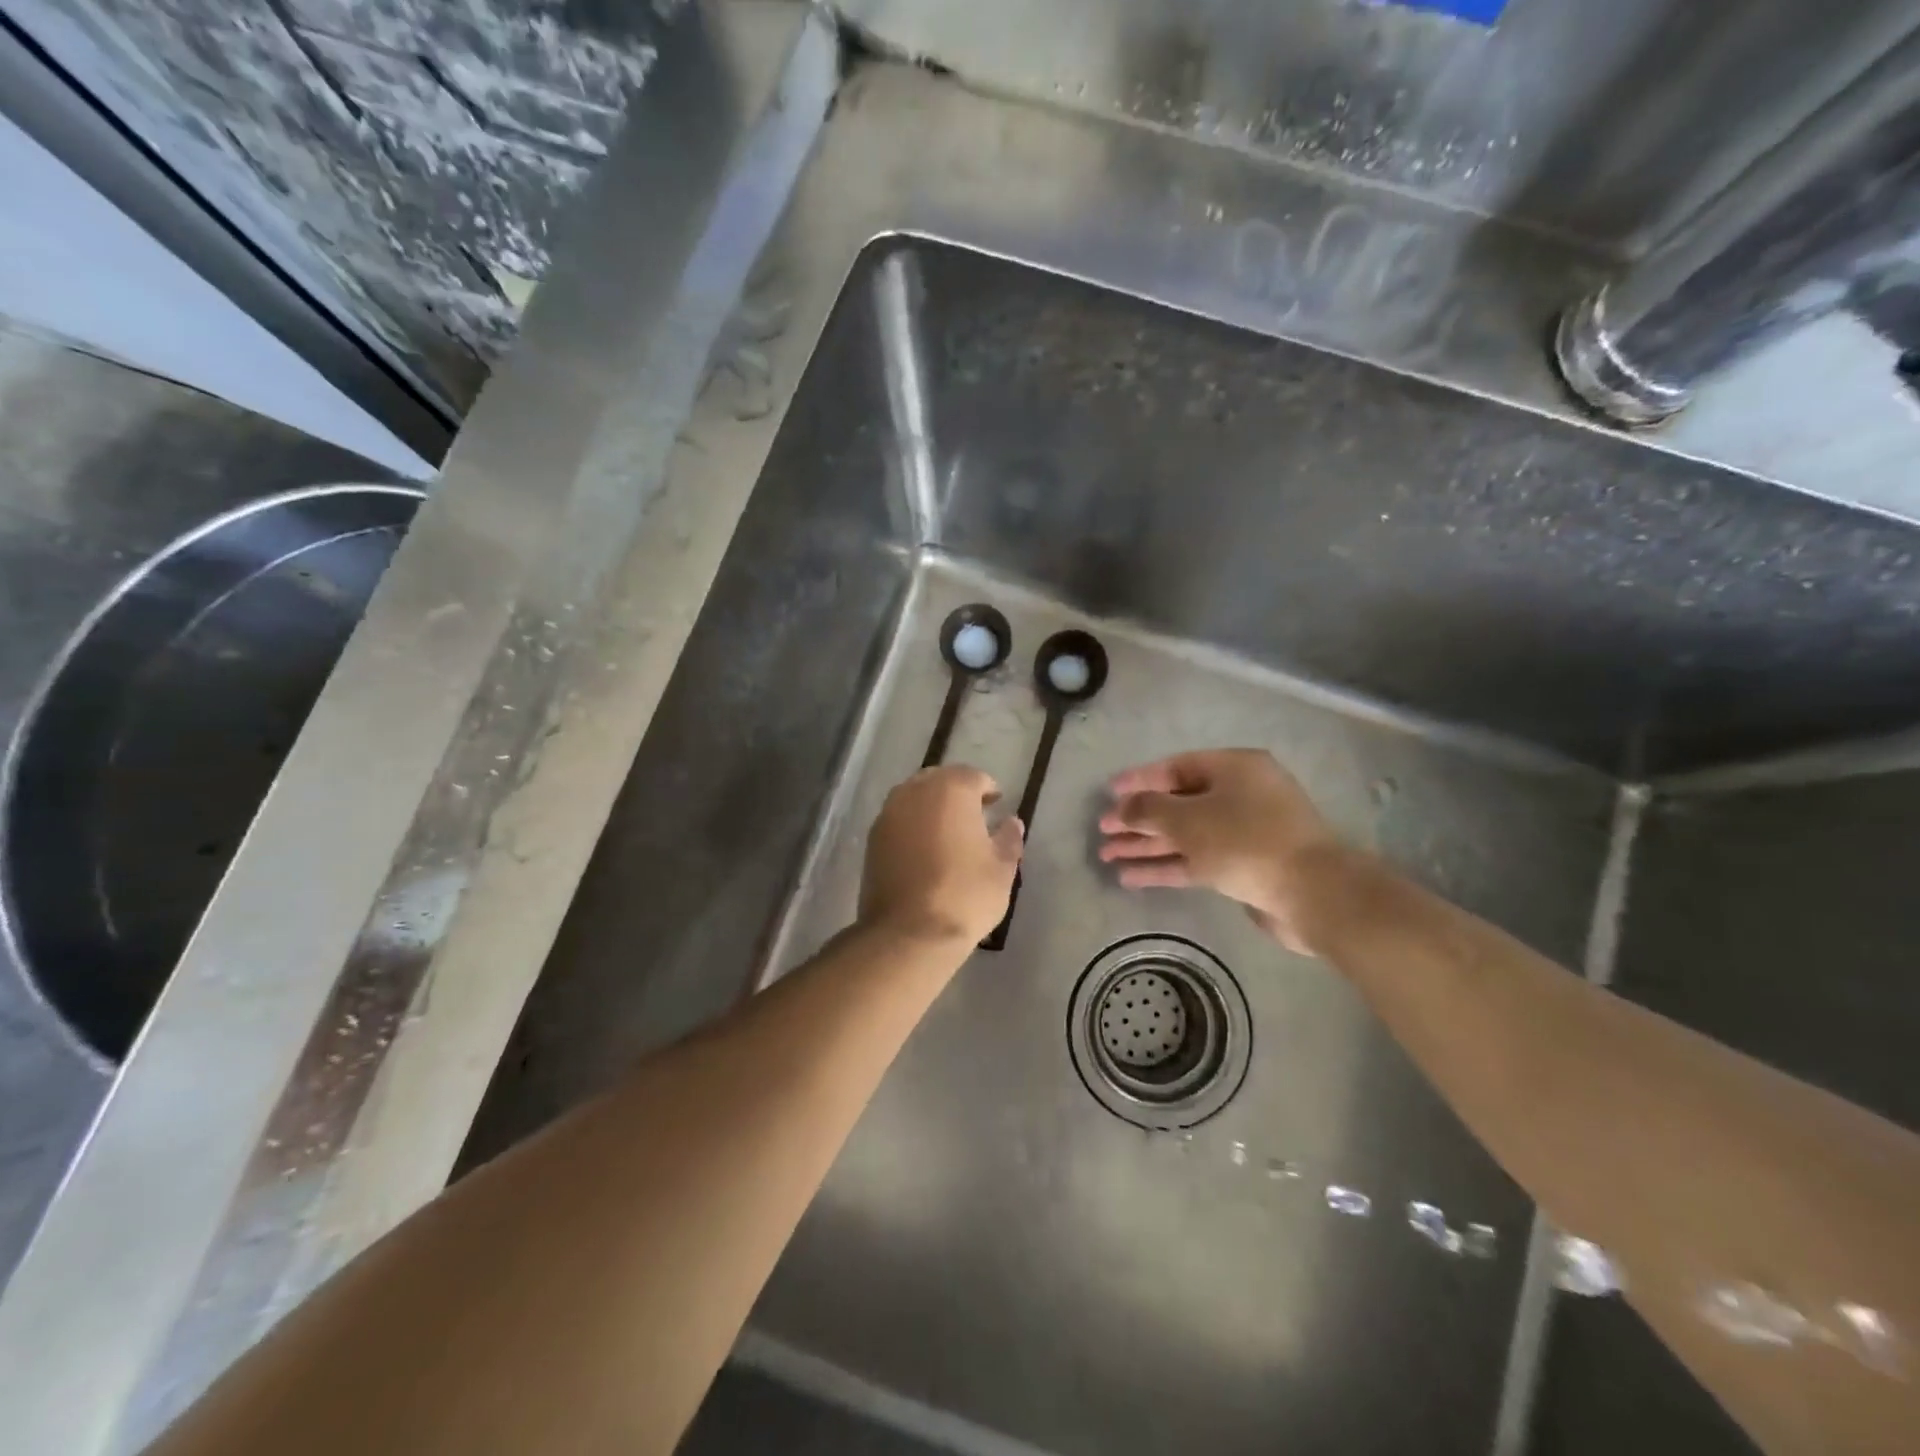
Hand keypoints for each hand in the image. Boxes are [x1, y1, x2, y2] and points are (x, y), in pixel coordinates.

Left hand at [860, 766, 1023, 947]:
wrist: (909, 932)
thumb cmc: (965, 895)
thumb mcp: (1001, 869)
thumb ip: (1008, 839)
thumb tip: (1012, 822)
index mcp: (951, 789)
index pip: (973, 777)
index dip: (988, 789)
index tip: (996, 805)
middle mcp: (915, 792)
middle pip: (939, 780)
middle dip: (956, 792)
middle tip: (973, 815)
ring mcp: (888, 814)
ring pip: (913, 797)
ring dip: (931, 806)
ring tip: (948, 832)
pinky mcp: (872, 839)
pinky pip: (897, 820)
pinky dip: (912, 825)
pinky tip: (924, 848)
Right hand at [1098, 749, 1342, 953]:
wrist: (1312, 893)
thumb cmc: (1246, 841)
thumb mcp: (1188, 819)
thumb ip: (1148, 810)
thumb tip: (1121, 808)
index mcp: (1234, 769)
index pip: (1176, 767)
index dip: (1139, 780)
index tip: (1108, 793)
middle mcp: (1240, 795)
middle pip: (1178, 803)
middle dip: (1138, 819)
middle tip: (1103, 832)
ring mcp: (1244, 833)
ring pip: (1185, 835)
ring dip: (1147, 846)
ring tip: (1107, 857)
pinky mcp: (1245, 867)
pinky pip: (1197, 860)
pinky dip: (1166, 866)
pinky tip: (1132, 877)